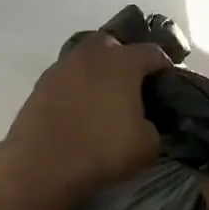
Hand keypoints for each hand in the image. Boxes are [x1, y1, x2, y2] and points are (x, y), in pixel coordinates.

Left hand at [0, 35, 169, 209]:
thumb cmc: (101, 150)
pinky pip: (68, 76)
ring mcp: (63, 65)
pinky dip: (77, 85)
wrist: (40, 164)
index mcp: (123, 62)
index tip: (168, 83)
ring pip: (87, 58)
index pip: (153, 53)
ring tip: (104, 95)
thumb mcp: (147, 145)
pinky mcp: (41, 83)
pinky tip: (80, 105)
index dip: (164, 67)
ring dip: (98, 71)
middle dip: (126, 58)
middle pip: (115, 44)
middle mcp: (93, 54)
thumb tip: (146, 121)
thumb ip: (154, 125)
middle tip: (133, 84)